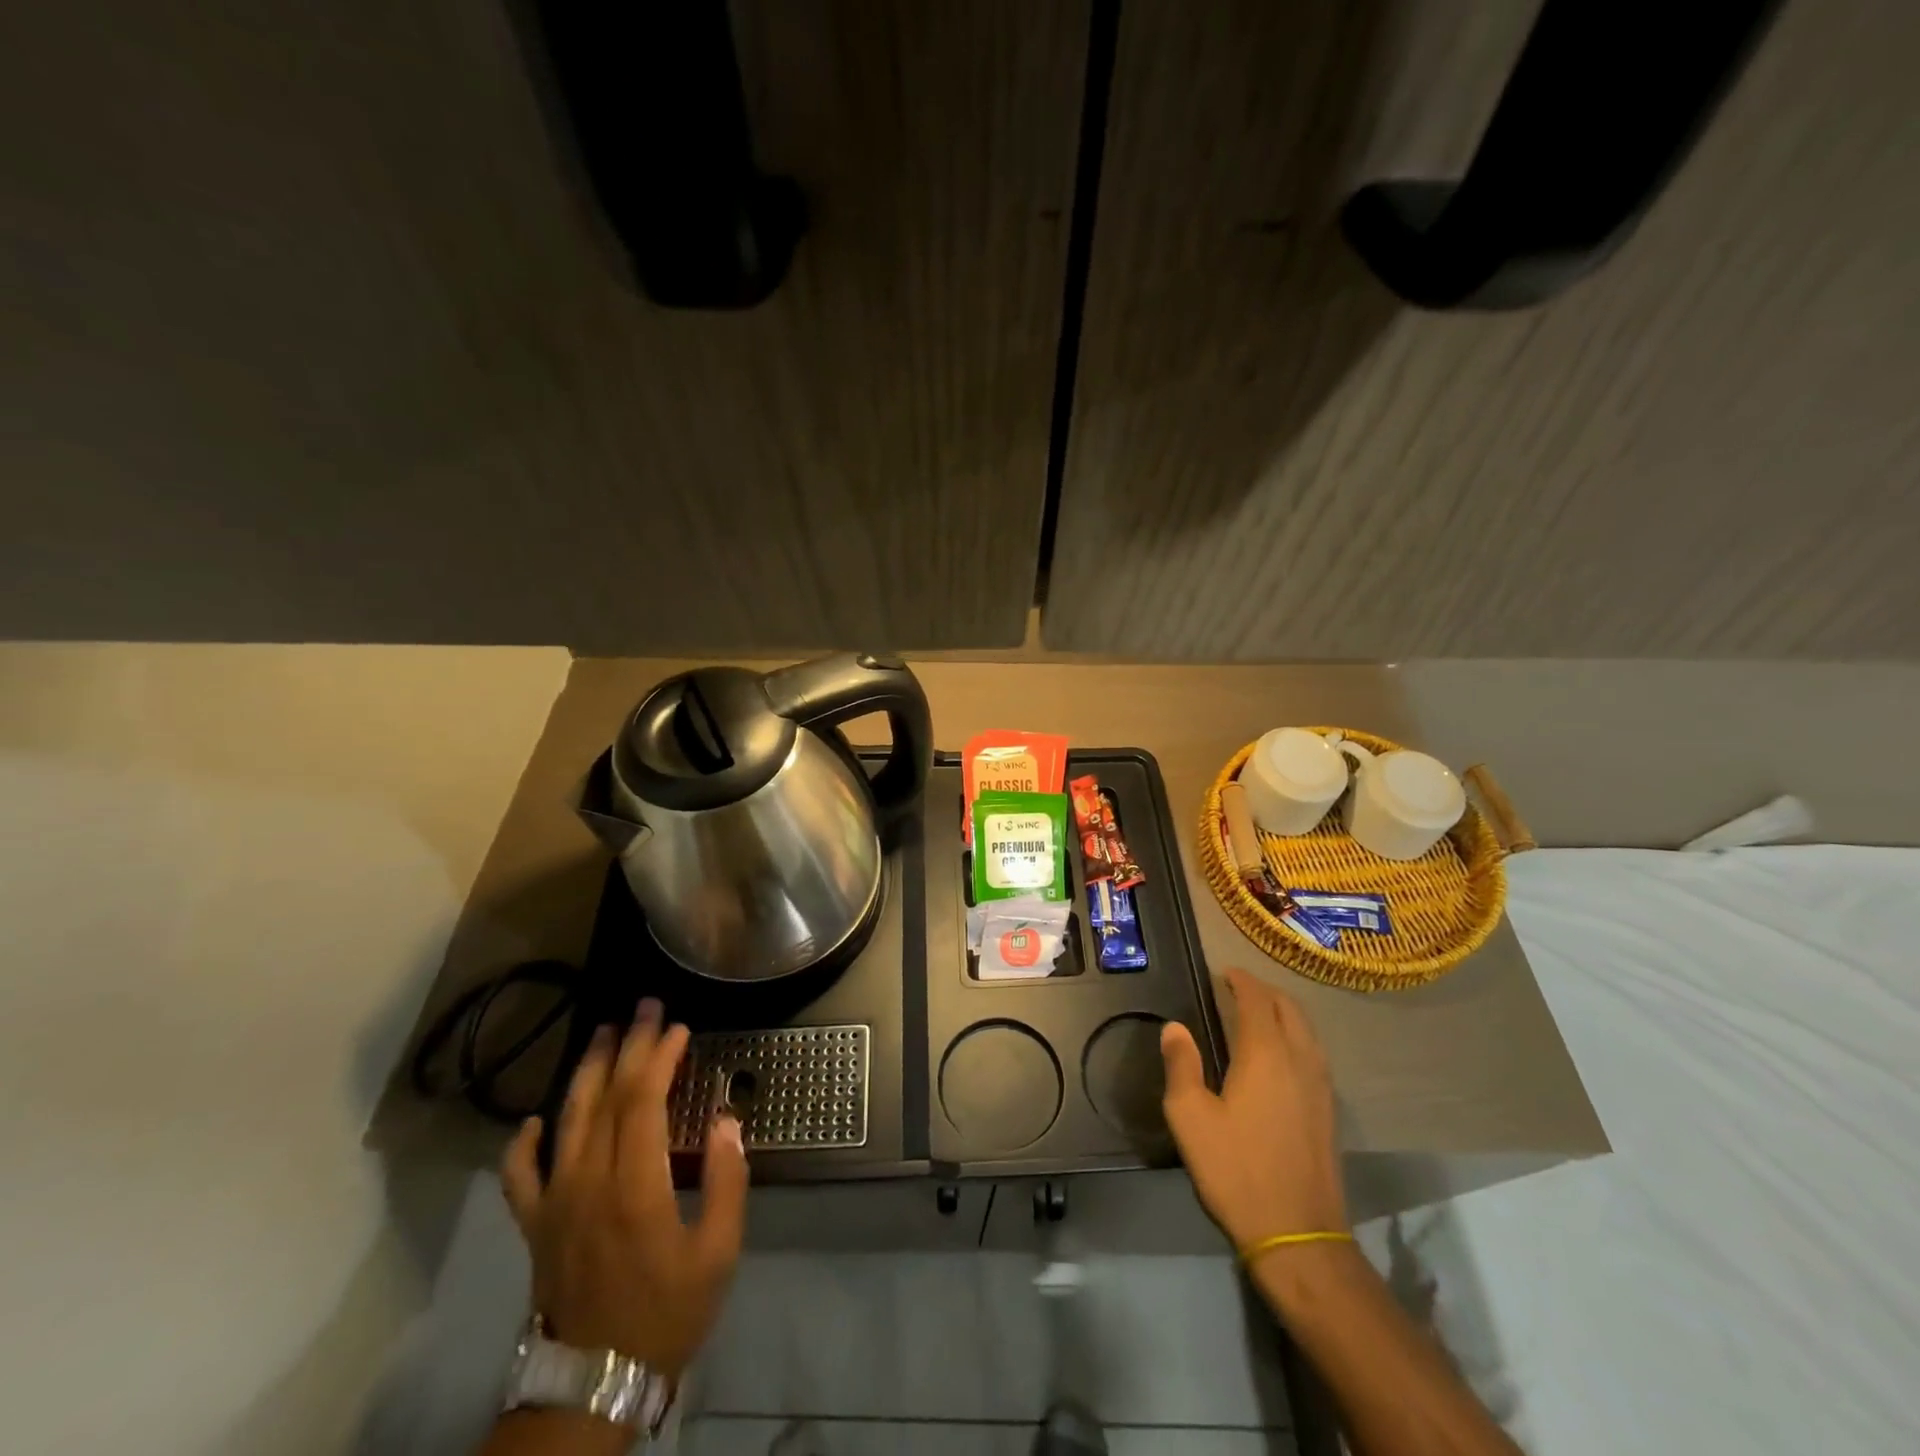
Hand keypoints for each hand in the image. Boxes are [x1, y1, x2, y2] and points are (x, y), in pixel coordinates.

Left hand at [501, 999, 748, 1378]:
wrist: (595, 1383)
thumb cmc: (666, 1313)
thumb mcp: (717, 1252)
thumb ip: (727, 1181)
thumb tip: (727, 1122)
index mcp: (634, 1185)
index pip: (642, 1101)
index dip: (659, 1058)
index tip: (679, 1029)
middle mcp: (588, 1181)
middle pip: (606, 1097)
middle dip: (628, 1046)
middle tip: (645, 1008)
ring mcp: (555, 1202)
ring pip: (566, 1120)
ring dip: (585, 1071)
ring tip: (602, 1033)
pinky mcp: (535, 1225)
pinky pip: (520, 1176)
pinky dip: (523, 1143)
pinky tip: (535, 1120)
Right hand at [1160, 967, 1345, 1248]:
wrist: (1298, 1236)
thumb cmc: (1236, 1170)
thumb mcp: (1190, 1117)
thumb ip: (1181, 1065)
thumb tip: (1174, 1027)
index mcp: (1265, 1054)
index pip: (1256, 1000)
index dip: (1240, 981)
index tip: (1223, 973)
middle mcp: (1299, 1060)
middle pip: (1289, 1008)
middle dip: (1264, 991)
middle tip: (1238, 988)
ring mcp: (1321, 1086)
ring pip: (1307, 1030)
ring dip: (1284, 1012)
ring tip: (1259, 1013)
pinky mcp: (1329, 1111)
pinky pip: (1315, 1053)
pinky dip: (1297, 1036)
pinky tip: (1282, 1055)